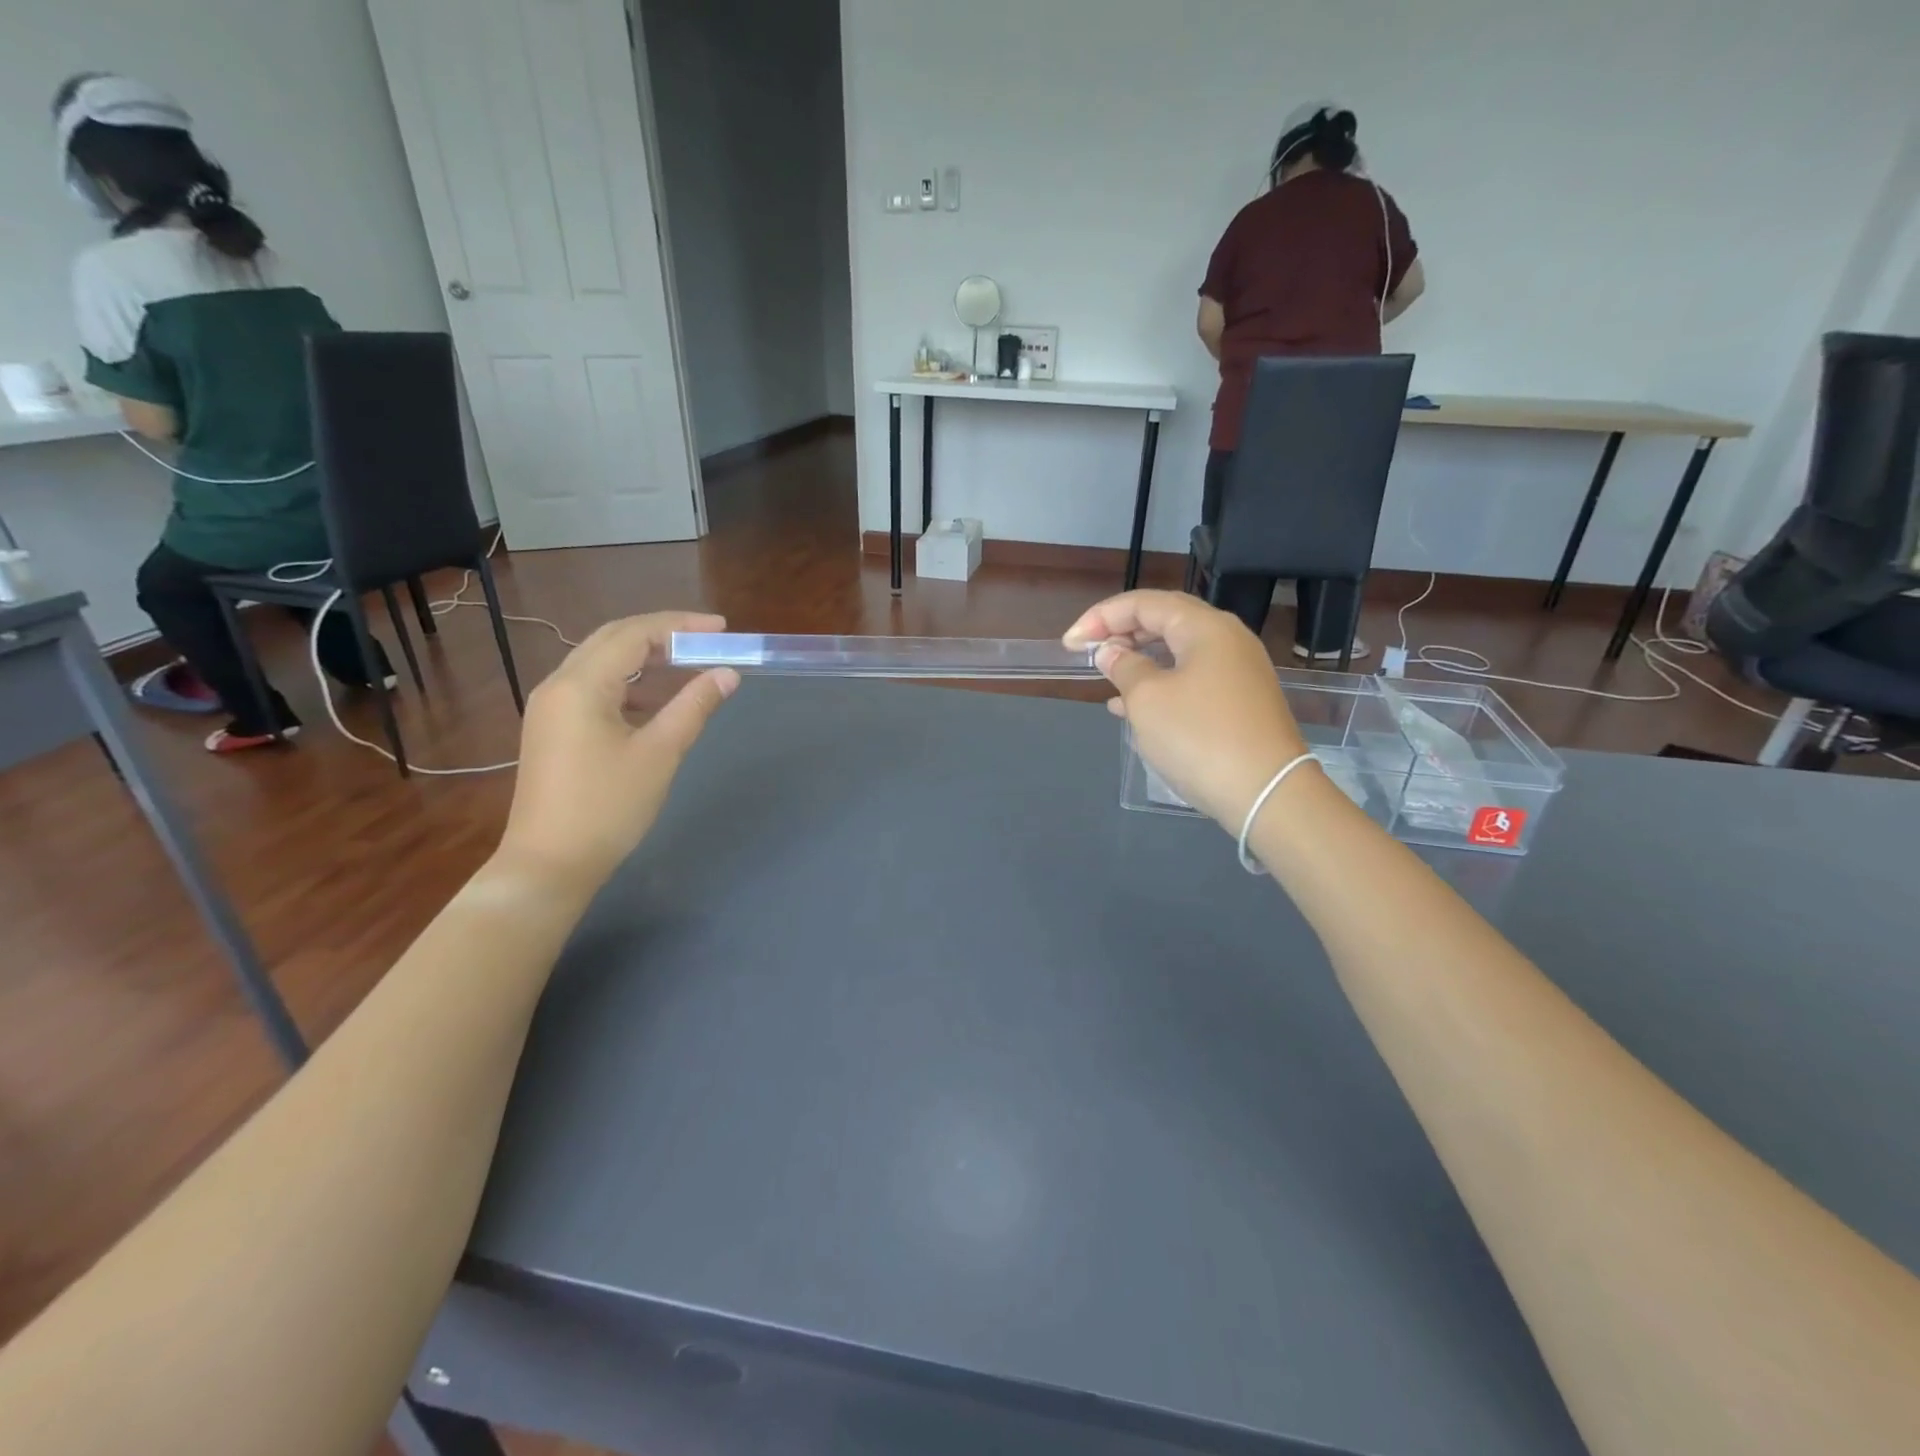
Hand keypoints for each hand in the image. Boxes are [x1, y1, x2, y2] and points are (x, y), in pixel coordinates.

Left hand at [497, 612, 738, 888]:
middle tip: (708, 641)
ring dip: (646, 659)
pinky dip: (630, 685)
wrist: (549, 865)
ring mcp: (551, 708)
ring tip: (690, 666)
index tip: (722, 629)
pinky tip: (658, 702)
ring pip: (602, 664)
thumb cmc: (607, 807)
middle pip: (613, 640)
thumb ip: (694, 706)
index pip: (634, 634)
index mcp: (580, 685)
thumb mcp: (660, 753)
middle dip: (663, 635)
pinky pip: (594, 689)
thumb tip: (727, 673)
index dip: (680, 626)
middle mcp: (558, 685)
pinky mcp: (553, 730)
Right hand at [1064, 591, 1308, 831]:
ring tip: (1105, 677)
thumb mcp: (1147, 700)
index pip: (1144, 603)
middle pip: (1165, 620)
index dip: (1101, 617)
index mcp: (1205, 627)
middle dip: (1121, 632)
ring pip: (1177, 651)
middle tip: (1087, 653)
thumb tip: (1111, 652)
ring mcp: (1238, 671)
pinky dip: (1159, 684)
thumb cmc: (1199, 737)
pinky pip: (1191, 678)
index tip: (1070, 644)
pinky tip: (1131, 708)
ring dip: (1138, 660)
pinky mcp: (1240, 701)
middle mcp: (1227, 639)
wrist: (1267, 793)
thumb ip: (1123, 667)